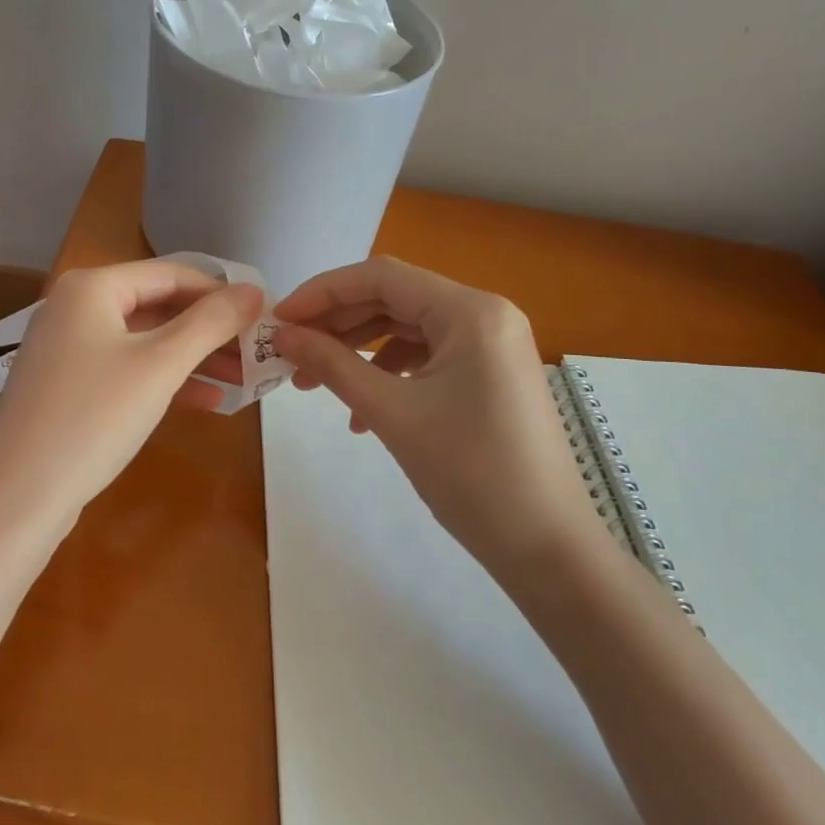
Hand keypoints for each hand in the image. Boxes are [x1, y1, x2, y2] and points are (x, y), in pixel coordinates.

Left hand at [0, 259, 262, 531]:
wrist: (18, 496)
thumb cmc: (93, 417)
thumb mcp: (160, 365)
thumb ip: (211, 322)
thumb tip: (256, 290)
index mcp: (92, 287)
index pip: (172, 274)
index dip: (221, 293)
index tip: (263, 316)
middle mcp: (75, 307)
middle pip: (158, 306)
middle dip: (210, 331)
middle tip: (257, 351)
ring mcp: (68, 347)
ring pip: (145, 341)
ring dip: (193, 357)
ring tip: (243, 379)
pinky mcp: (68, 385)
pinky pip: (126, 368)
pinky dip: (164, 380)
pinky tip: (207, 400)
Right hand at [273, 256, 606, 575]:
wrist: (545, 547)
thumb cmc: (469, 474)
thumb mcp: (391, 413)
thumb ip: (332, 364)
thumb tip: (282, 335)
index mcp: (470, 311)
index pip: (381, 277)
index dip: (323, 292)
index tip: (279, 319)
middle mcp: (485, 314)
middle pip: (394, 299)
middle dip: (337, 324)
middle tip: (289, 351)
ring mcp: (491, 344)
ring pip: (407, 328)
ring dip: (357, 350)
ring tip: (314, 383)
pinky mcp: (489, 373)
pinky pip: (427, 356)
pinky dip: (388, 373)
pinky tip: (361, 412)